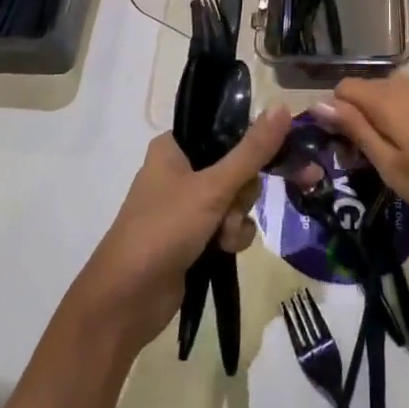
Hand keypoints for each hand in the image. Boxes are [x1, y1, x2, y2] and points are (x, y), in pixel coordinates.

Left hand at [68, 106, 290, 354]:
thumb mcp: (212, 187)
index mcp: (174, 146)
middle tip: (233, 206)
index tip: (276, 155)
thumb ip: (252, 151)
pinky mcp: (193, 235)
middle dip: (242, 193)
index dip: (251, 143)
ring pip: (235, 198)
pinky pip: (228, 225)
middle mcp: (180, 170)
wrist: (126, 301)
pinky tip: (223, 250)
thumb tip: (282, 107)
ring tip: (224, 237)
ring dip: (237, 219)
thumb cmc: (163, 230)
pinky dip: (231, 237)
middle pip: (236, 167)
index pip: (225, 129)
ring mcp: (186, 205)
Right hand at [319, 70, 408, 237]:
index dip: (336, 115)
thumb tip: (320, 104)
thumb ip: (356, 130)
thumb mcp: (390, 166)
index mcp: (386, 99)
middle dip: (360, 116)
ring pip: (397, 88)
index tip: (343, 148)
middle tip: (368, 159)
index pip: (343, 89)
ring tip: (398, 150)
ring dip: (388, 111)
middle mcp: (408, 83)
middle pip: (370, 89)